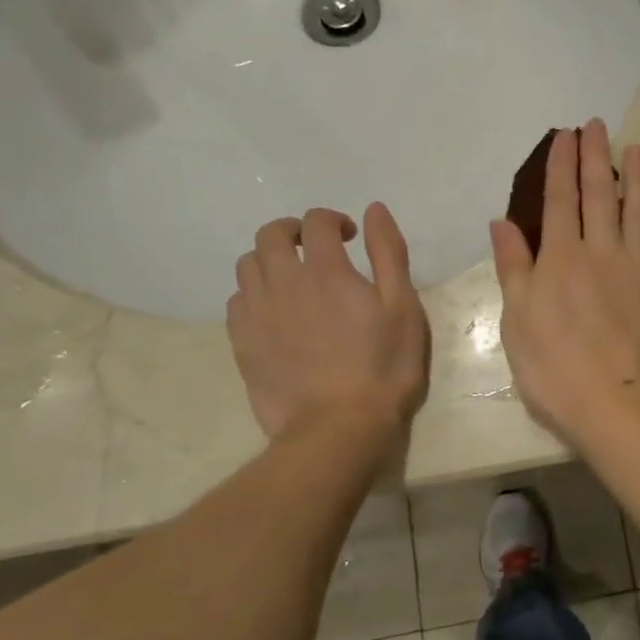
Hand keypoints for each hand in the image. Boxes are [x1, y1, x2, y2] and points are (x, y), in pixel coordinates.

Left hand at [228, 203, 429, 440]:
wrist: (338, 428)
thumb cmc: (383, 366)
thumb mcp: (403, 306)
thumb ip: (388, 253)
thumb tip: (373, 210)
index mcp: (326, 271)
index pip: (316, 222)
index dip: (333, 219)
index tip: (349, 236)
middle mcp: (284, 283)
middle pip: (270, 235)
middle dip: (293, 231)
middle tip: (316, 248)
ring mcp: (257, 314)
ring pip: (247, 265)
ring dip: (269, 260)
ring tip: (292, 278)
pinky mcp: (242, 343)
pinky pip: (236, 301)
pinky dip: (254, 293)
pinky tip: (274, 311)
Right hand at [490, 120, 639, 440]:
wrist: (617, 403)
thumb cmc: (555, 368)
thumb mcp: (516, 321)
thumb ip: (513, 267)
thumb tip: (502, 222)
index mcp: (560, 259)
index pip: (559, 200)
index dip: (560, 165)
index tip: (564, 135)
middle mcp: (601, 251)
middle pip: (599, 194)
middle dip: (596, 156)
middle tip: (597, 126)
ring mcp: (638, 267)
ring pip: (638, 209)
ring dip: (637, 176)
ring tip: (636, 148)